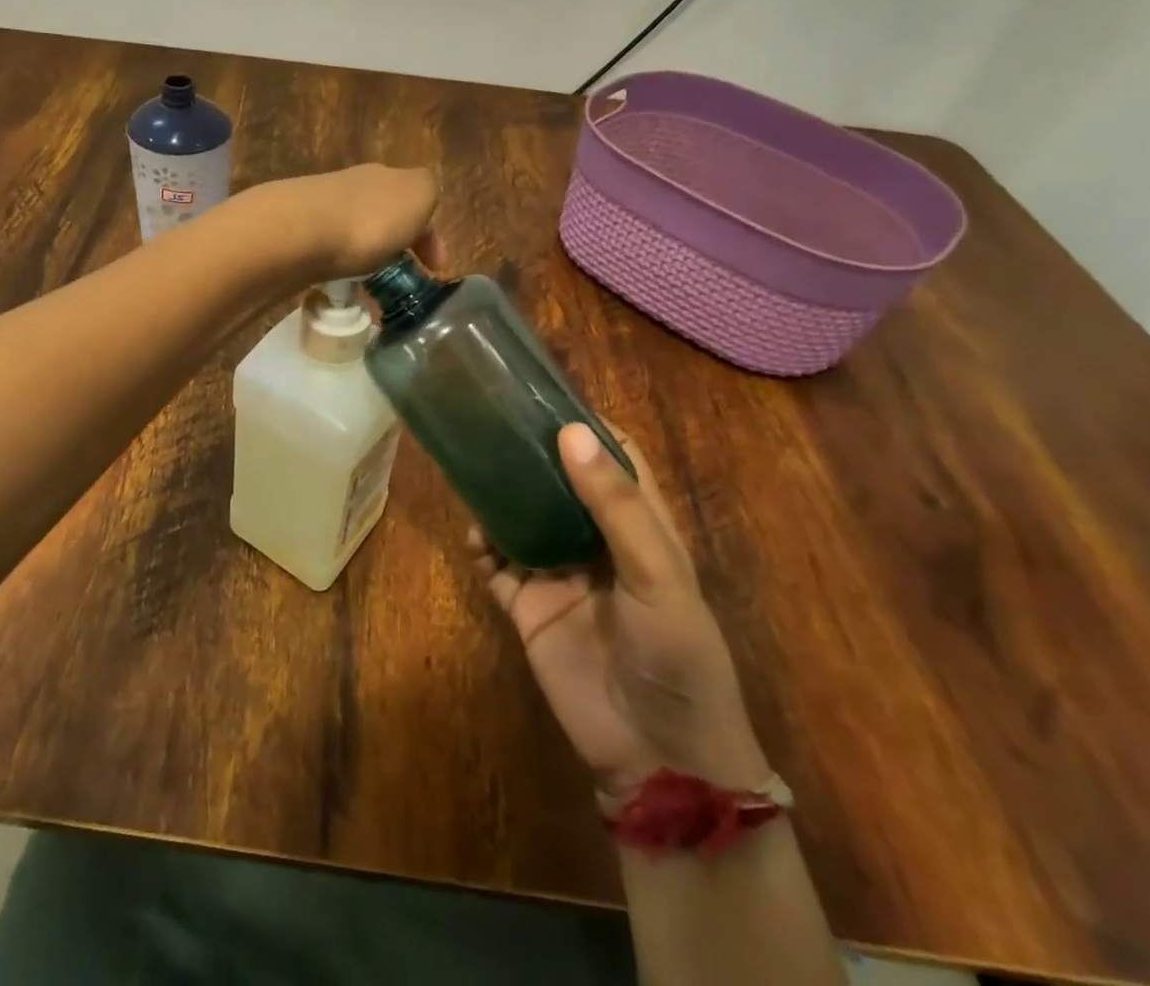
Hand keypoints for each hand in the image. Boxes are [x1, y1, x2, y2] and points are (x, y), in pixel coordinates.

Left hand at [241, 164, 441, 283]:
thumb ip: (427, 193)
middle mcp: (354, 185)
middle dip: (396, 245)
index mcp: (388, 176)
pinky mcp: (297, 234)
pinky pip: (329, 253)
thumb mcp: (420, 195)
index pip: (416, 202)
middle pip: (384, 216)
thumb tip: (418, 204)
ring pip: (356, 234)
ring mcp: (321, 207)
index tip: (435, 269)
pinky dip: (340, 268)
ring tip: (370, 288)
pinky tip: (341, 284)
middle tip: (401, 279)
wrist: (299, 232)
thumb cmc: (370, 218)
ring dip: (367, 258)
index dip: (430, 235)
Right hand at [468, 423, 769, 805]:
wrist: (657, 756)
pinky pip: (495, 565)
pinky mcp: (526, 605)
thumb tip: (570, 431)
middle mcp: (593, 540)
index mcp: (638, 526)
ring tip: (473, 468)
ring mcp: (556, 572)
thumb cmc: (677, 655)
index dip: (585, 426)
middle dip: (529, 453)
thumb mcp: (658, 575)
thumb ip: (615, 505)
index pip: (614, 459)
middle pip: (558, 482)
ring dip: (498, 495)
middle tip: (489, 420)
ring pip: (520, 517)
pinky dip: (480, 546)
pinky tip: (472, 535)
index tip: (543, 393)